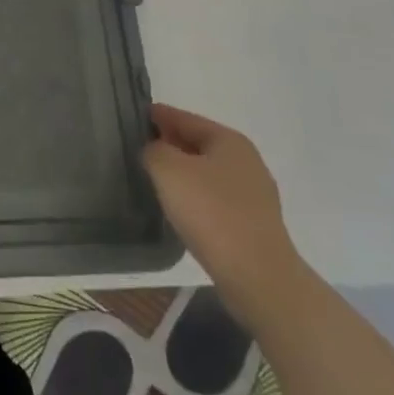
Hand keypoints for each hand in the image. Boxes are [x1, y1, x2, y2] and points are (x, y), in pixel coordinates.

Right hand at [142, 104, 306, 327]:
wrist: (259, 278)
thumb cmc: (211, 213)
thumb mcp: (168, 170)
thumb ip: (154, 150)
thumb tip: (155, 151)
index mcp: (229, 140)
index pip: (184, 118)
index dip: (157, 116)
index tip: (133, 117)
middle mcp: (246, 161)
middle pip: (198, 144)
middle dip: (170, 144)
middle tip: (139, 149)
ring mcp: (255, 195)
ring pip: (208, 173)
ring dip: (183, 173)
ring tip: (156, 180)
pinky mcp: (255, 225)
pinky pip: (217, 200)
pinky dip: (197, 198)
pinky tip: (181, 209)